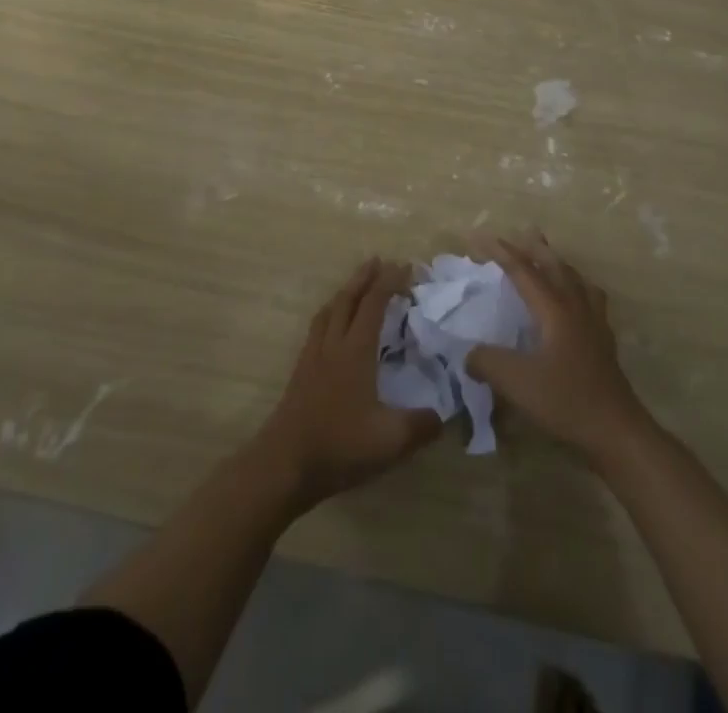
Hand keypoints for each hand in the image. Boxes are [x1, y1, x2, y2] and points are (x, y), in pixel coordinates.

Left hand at [254, 259, 441, 511]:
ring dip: (345, 292)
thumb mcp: (390, 441)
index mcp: (356, 351)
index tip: (406, 267)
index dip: (389, 282)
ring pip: (329, 311)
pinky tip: (332, 328)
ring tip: (356, 286)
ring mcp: (312, 358)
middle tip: (379, 261)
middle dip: (364, 277)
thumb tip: (445, 415)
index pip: (374, 304)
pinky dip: (330, 315)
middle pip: (347, 299)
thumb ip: (421, 425)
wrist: (283, 466)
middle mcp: (333, 345)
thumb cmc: (338, 446)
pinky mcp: (300, 374)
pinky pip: (317, 329)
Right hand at [466, 235, 650, 462]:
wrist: (616, 430)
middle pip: (555, 266)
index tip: (477, 236)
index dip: (500, 251)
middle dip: (536, 247)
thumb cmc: (566, 401)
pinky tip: (578, 299)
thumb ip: (487, 362)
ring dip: (559, 263)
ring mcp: (595, 322)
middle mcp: (576, 307)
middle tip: (523, 232)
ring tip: (550, 257)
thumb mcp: (517, 383)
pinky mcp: (604, 341)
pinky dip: (578, 287)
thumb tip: (468, 353)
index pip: (523, 270)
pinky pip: (590, 298)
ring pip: (576, 279)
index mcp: (554, 309)